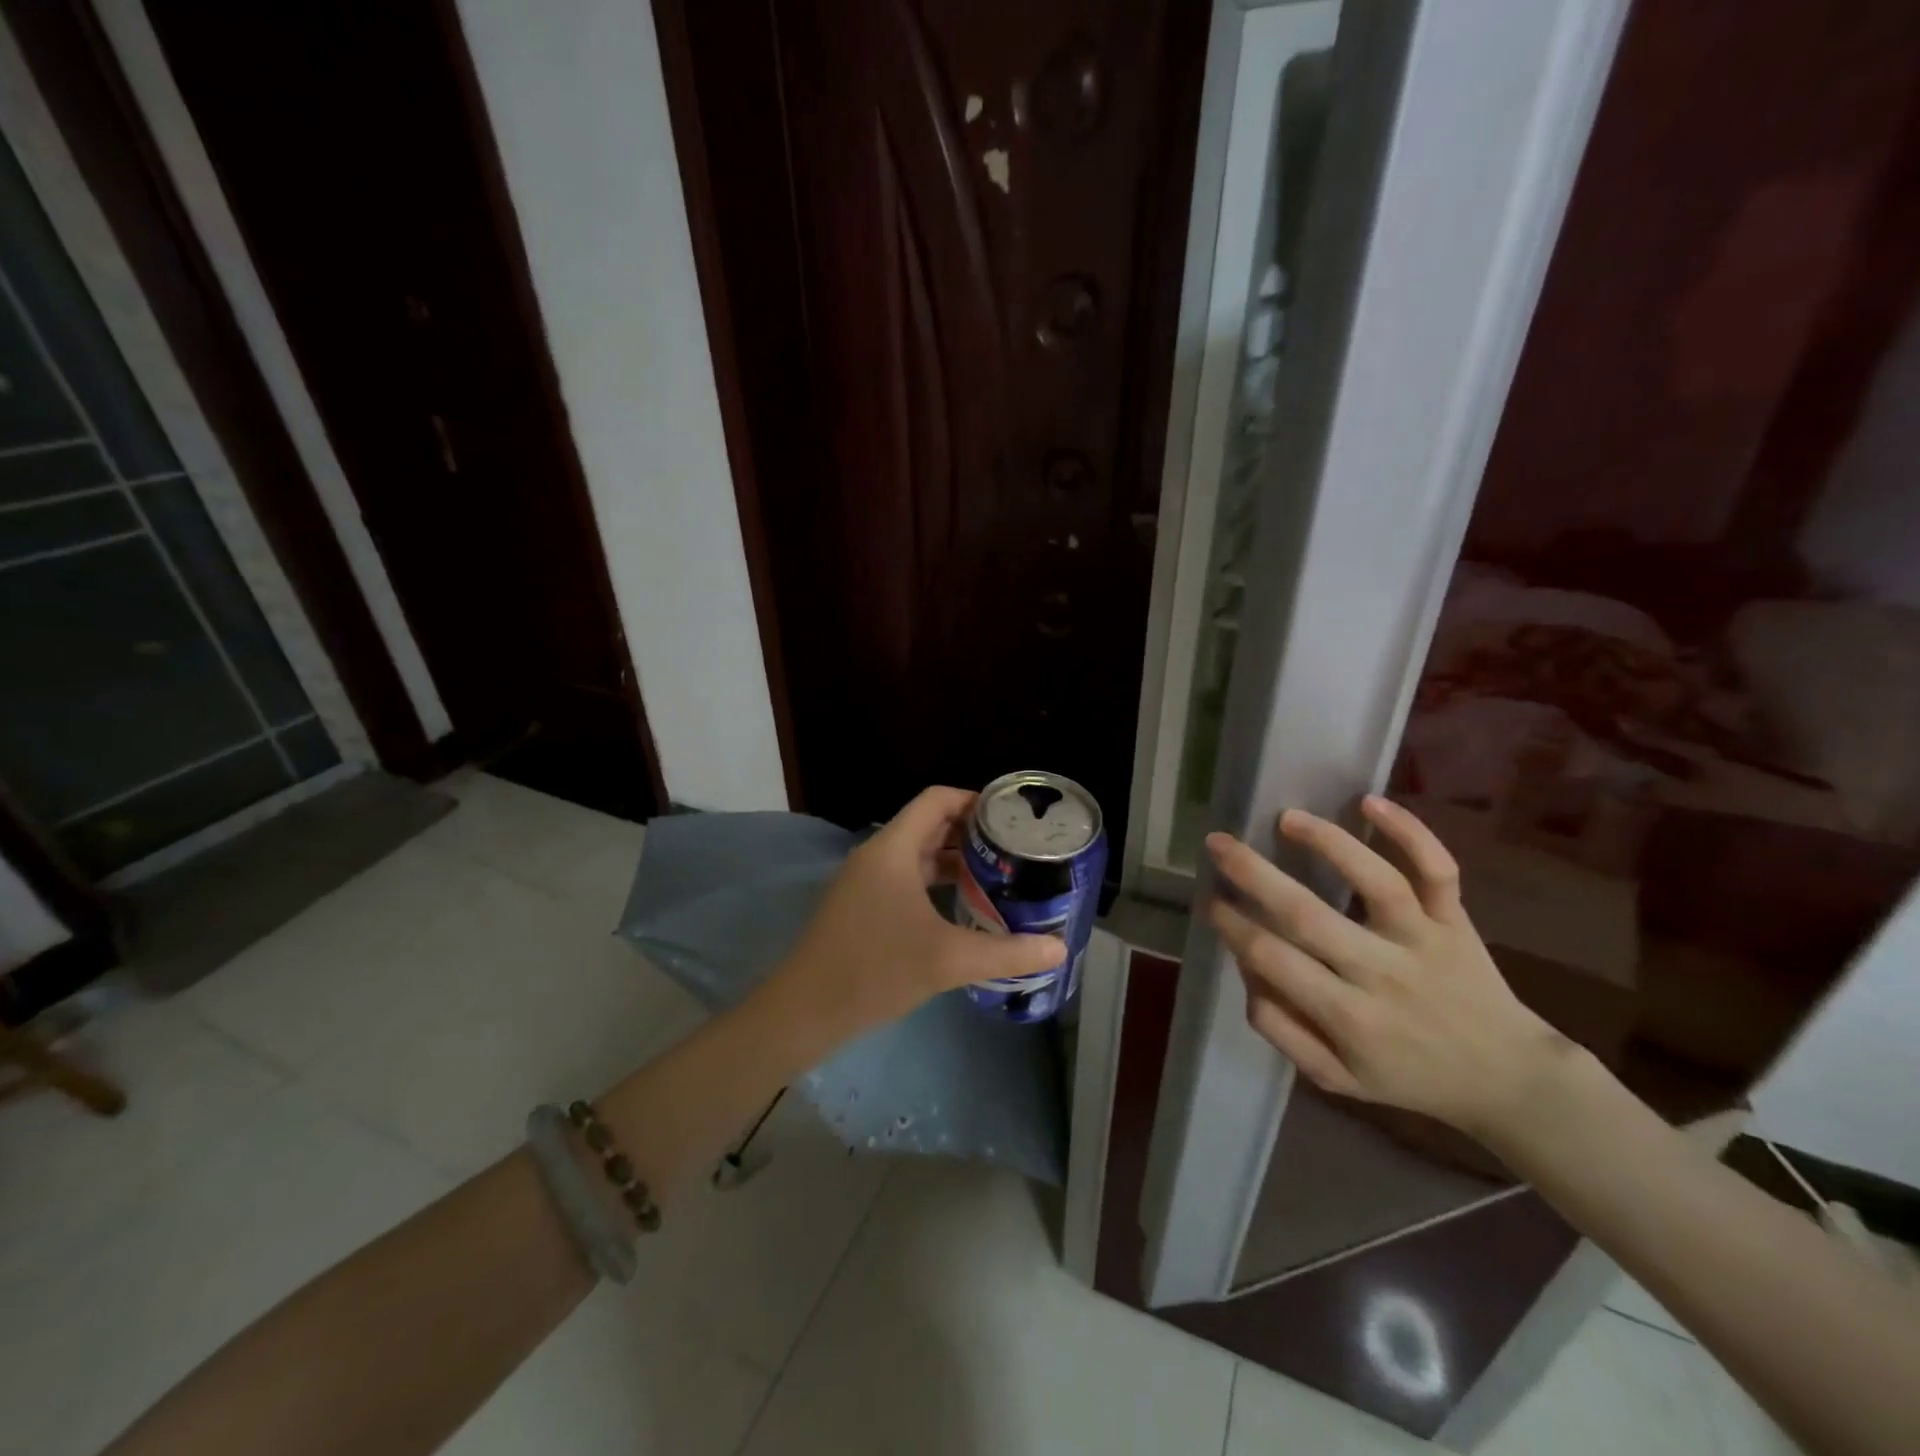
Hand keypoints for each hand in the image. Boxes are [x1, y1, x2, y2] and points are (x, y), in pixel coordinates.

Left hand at [775, 787, 1066, 1033]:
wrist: (805, 1011)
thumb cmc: (874, 970)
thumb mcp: (947, 961)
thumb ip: (1007, 953)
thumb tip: (1058, 950)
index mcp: (893, 849)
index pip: (936, 800)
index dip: (974, 800)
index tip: (1012, 818)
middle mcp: (878, 856)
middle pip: (930, 825)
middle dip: (972, 833)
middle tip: (1015, 849)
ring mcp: (866, 882)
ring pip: (918, 856)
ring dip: (956, 861)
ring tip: (1000, 876)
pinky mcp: (863, 907)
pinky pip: (906, 880)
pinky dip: (937, 884)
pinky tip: (965, 909)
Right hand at [1206, 795, 1572, 1137]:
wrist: (1509, 1080)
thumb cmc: (1410, 1075)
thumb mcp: (1336, 1077)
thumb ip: (1282, 1029)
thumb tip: (1246, 971)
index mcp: (1347, 1016)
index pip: (1272, 959)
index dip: (1232, 925)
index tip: (1208, 900)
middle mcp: (1381, 972)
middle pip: (1307, 914)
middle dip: (1253, 875)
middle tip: (1217, 844)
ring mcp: (1423, 940)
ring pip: (1375, 881)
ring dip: (1327, 842)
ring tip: (1285, 818)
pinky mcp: (1456, 920)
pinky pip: (1438, 870)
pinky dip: (1410, 832)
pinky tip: (1370, 801)